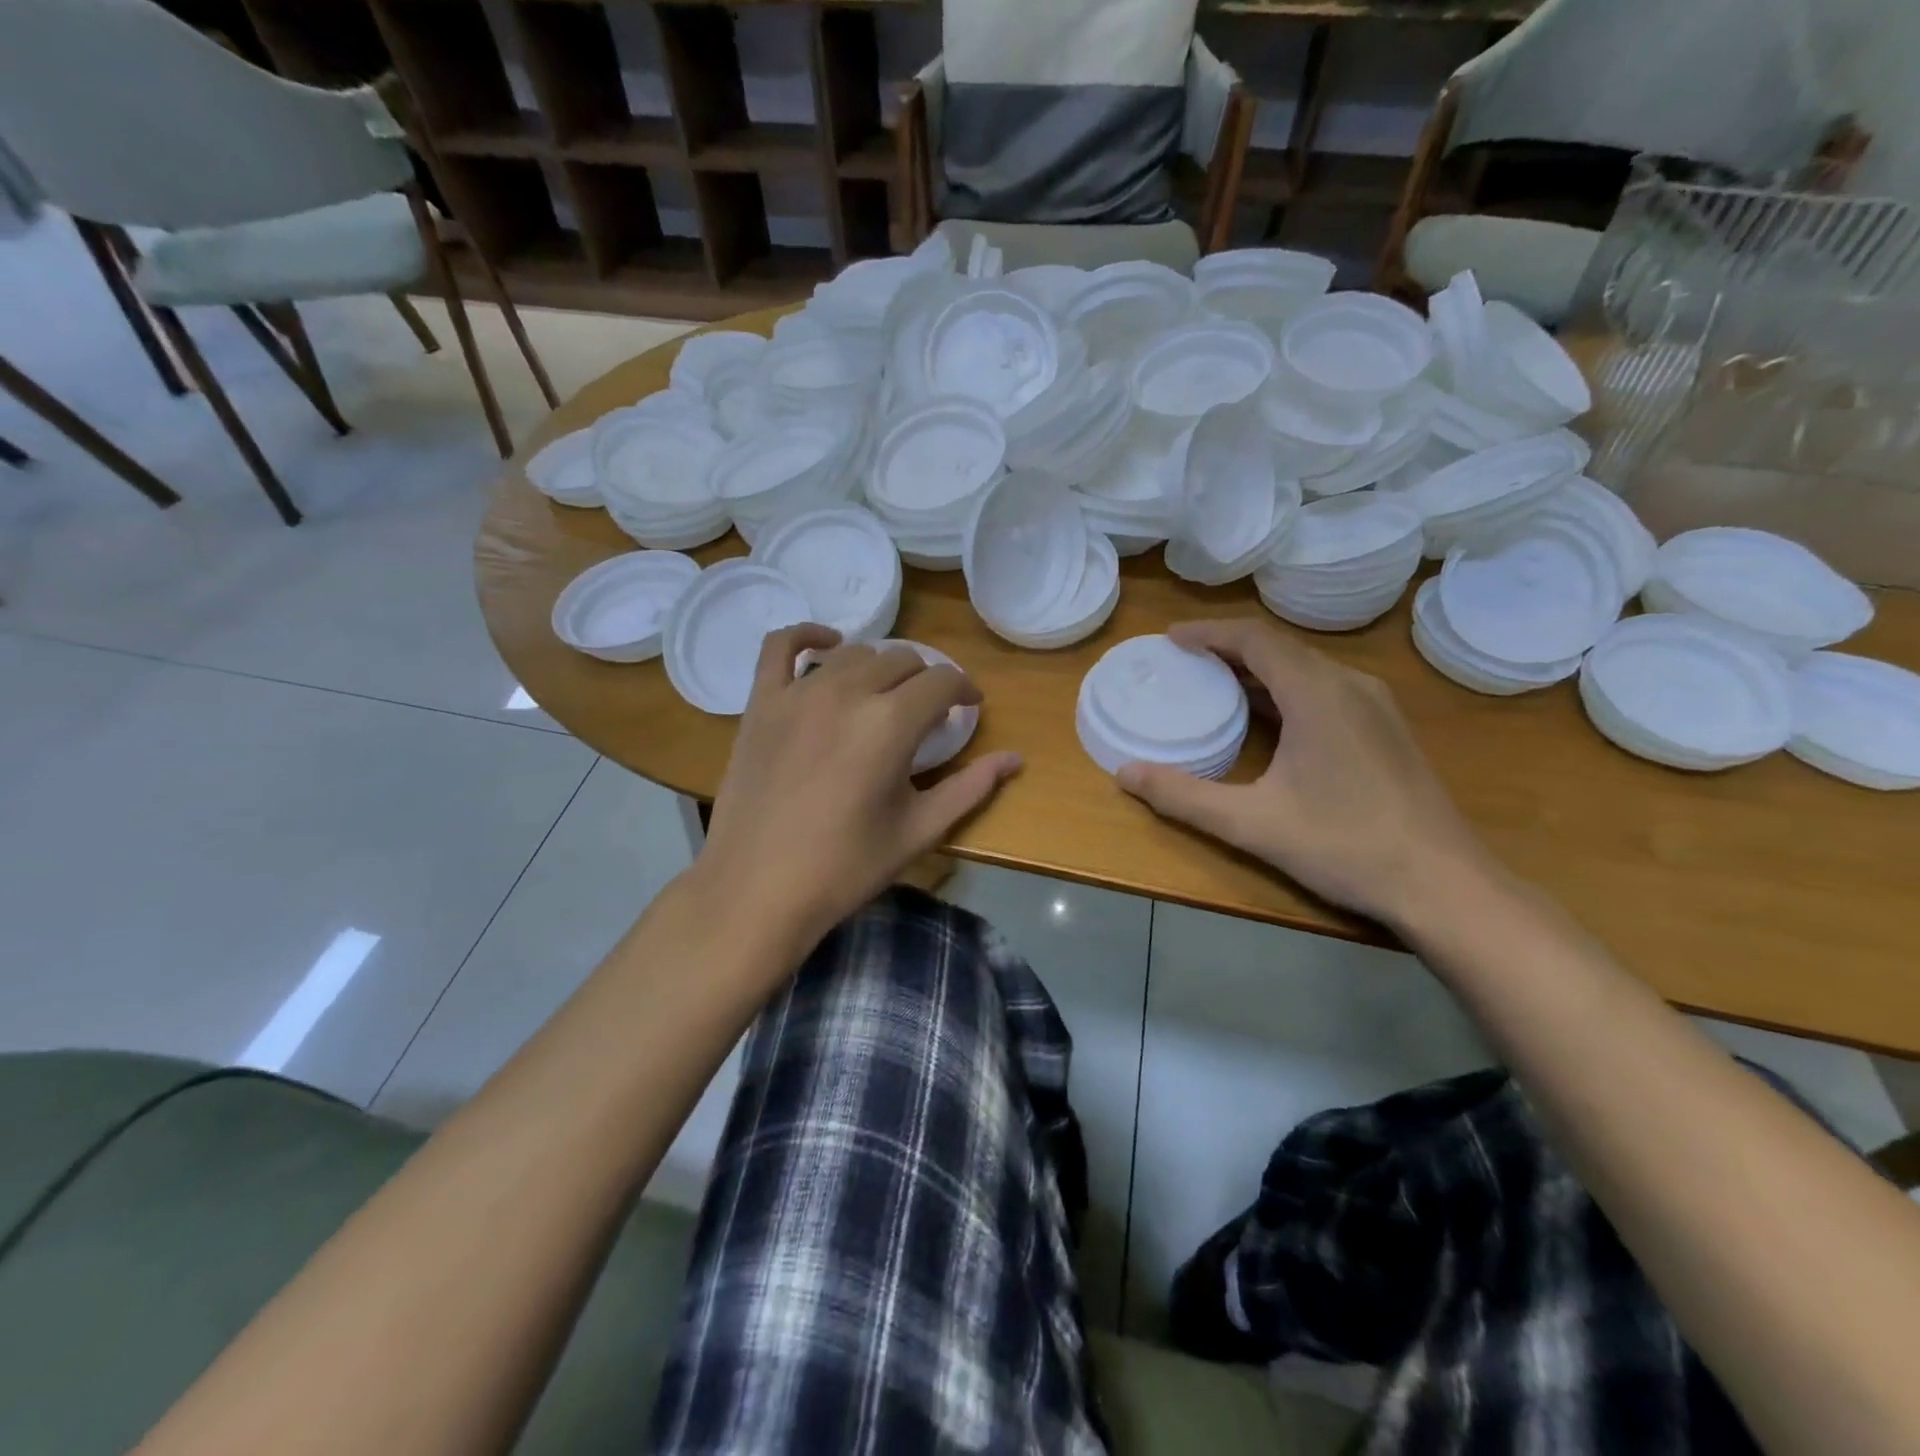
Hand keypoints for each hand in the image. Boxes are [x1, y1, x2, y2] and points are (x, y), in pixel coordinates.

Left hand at [697, 625, 1021, 956]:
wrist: (757, 889)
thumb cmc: (845, 867)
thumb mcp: (918, 831)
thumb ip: (971, 788)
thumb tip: (1016, 759)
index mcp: (891, 724)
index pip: (942, 682)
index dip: (964, 691)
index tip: (969, 709)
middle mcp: (847, 692)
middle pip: (902, 660)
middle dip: (926, 681)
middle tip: (927, 714)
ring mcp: (798, 693)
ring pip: (854, 653)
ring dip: (880, 668)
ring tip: (884, 697)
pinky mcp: (761, 702)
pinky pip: (780, 645)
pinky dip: (807, 635)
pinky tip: (826, 644)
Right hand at [1116, 618, 1495, 928]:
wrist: (1443, 884)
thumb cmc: (1344, 845)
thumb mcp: (1251, 824)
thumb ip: (1184, 796)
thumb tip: (1125, 774)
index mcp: (1317, 693)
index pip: (1255, 639)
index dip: (1209, 633)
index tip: (1170, 640)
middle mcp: (1350, 685)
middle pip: (1280, 648)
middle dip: (1228, 649)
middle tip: (1184, 662)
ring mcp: (1375, 706)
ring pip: (1306, 667)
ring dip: (1257, 669)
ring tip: (1215, 684)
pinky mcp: (1386, 729)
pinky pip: (1325, 688)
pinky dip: (1285, 689)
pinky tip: (1267, 719)